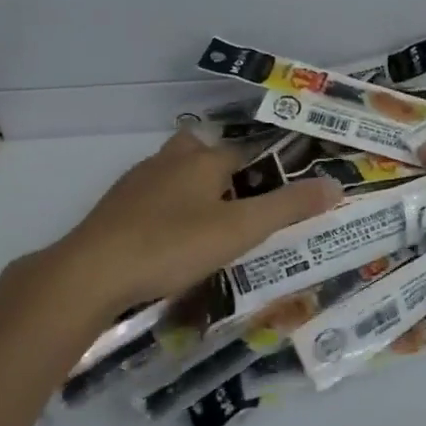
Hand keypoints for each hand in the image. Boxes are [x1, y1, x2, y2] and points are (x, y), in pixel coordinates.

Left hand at [0, 131, 340, 337]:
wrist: (90, 274)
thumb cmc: (172, 244)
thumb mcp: (240, 229)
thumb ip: (288, 207)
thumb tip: (336, 184)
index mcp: (202, 160)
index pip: (245, 152)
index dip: (267, 166)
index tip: (283, 187)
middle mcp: (169, 161)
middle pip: (204, 154)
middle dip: (225, 170)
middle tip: (246, 203)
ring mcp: (137, 184)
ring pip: (175, 175)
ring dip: (195, 189)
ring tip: (214, 223)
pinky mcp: (114, 209)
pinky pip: (152, 200)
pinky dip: (169, 211)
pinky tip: (172, 240)